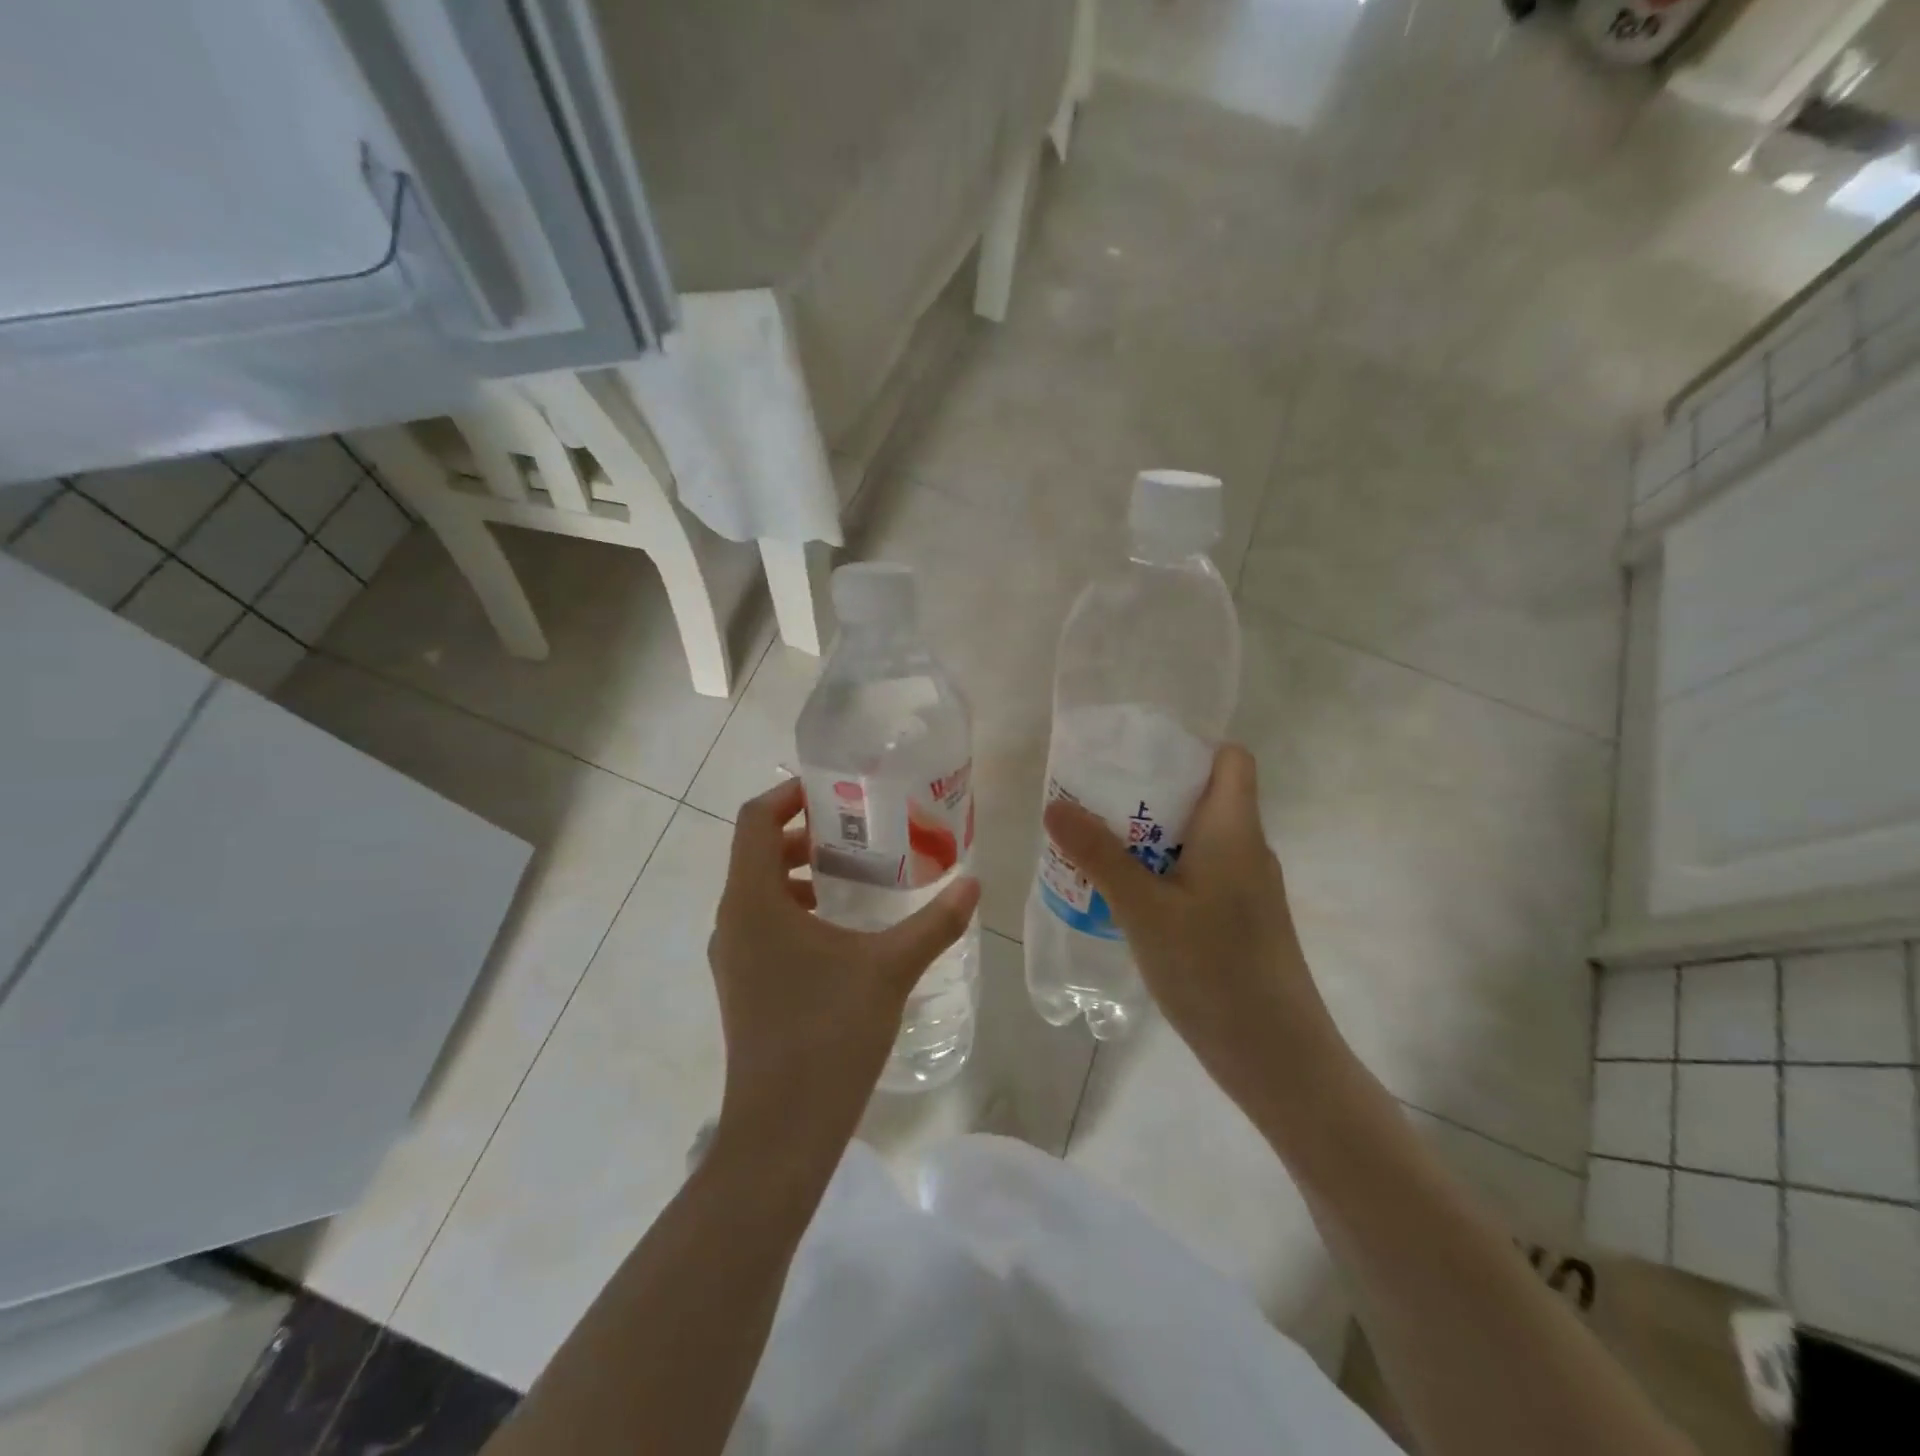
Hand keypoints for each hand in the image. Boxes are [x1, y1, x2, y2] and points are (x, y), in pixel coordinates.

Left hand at [707, 779, 979, 1168]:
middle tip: (858, 829)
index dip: (788, 795)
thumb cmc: (829, 1035)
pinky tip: (843, 930)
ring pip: (760, 890)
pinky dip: (796, 908)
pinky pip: (763, 924)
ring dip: (801, 872)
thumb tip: (974, 886)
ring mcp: (733, 956)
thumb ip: (935, 923)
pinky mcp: (743, 984)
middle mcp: (733, 920)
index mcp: (754, 901)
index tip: (833, 790)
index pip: (754, 820)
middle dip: (804, 833)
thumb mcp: (890, 969)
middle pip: (757, 852)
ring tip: (856, 874)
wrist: (781, 1132)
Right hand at [1043, 744, 1344, 1111]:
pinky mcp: (1237, 920)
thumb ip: (1100, 856)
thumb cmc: (1214, 970)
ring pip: (1196, 839)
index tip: (1135, 755)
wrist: (1277, 1058)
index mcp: (1234, 829)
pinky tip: (1123, 894)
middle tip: (1093, 798)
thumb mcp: (1144, 909)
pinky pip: (1196, 874)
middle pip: (1203, 795)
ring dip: (1149, 834)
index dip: (1189, 747)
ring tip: (1095, 841)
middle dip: (1149, 791)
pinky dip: (1161, 870)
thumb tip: (1055, 805)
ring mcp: (1245, 888)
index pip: (1231, 759)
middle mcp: (1246, 849)